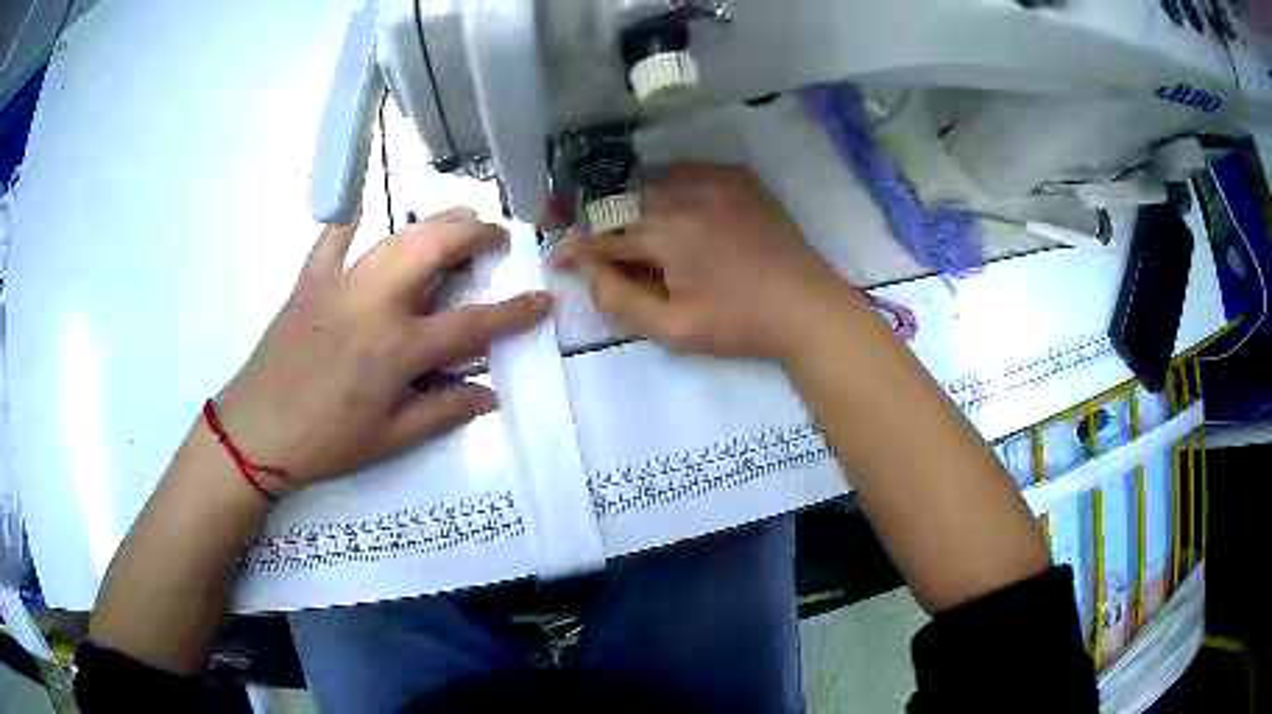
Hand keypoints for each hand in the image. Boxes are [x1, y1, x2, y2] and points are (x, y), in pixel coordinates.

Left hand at [214, 208, 550, 493]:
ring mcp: (340, 286)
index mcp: (398, 349)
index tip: (542, 301)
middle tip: (495, 239)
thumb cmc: (325, 442)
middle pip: (435, 250)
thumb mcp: (389, 439)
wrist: (255, 432)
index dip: (514, 313)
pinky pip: (330, 239)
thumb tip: (490, 396)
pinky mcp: (309, 282)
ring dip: (433, 222)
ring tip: (457, 219)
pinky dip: (347, 218)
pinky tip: (362, 204)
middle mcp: (375, 304)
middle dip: (475, 235)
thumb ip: (443, 412)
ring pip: (395, 237)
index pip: (472, 324)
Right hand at [553, 163, 860, 360]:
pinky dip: (673, 187)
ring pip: (656, 181)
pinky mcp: (741, 179)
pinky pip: (691, 171)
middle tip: (605, 251)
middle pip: (627, 201)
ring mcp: (718, 181)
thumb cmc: (741, 325)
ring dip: (638, 203)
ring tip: (641, 232)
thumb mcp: (675, 329)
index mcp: (670, 233)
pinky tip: (679, 210)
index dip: (577, 248)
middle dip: (607, 224)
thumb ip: (622, 300)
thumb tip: (589, 272)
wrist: (808, 307)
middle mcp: (689, 194)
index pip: (606, 234)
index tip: (558, 258)